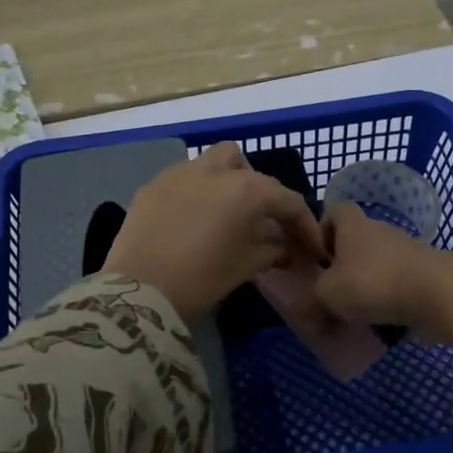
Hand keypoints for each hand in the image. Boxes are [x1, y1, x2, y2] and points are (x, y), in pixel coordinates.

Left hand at [106, 144, 327, 319]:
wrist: (140, 289)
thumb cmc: (201, 278)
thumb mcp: (245, 267)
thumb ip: (272, 251)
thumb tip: (285, 248)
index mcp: (245, 190)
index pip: (287, 201)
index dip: (305, 225)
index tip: (312, 249)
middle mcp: (215, 171)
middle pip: (249, 170)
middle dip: (262, 193)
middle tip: (262, 224)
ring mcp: (179, 173)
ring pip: (214, 162)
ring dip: (227, 182)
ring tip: (225, 214)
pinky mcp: (153, 185)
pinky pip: (184, 179)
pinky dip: (197, 192)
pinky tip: (192, 220)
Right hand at [314, 202, 452, 344]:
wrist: (436, 294)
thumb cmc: (372, 283)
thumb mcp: (327, 294)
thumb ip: (313, 300)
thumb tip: (312, 310)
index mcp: (352, 225)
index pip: (333, 211)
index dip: (321, 231)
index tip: (315, 258)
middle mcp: (379, 231)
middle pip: (355, 242)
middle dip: (342, 267)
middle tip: (330, 294)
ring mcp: (405, 251)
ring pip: (376, 265)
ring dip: (365, 287)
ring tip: (354, 315)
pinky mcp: (424, 274)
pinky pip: (397, 285)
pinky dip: (387, 301)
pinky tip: (380, 324)